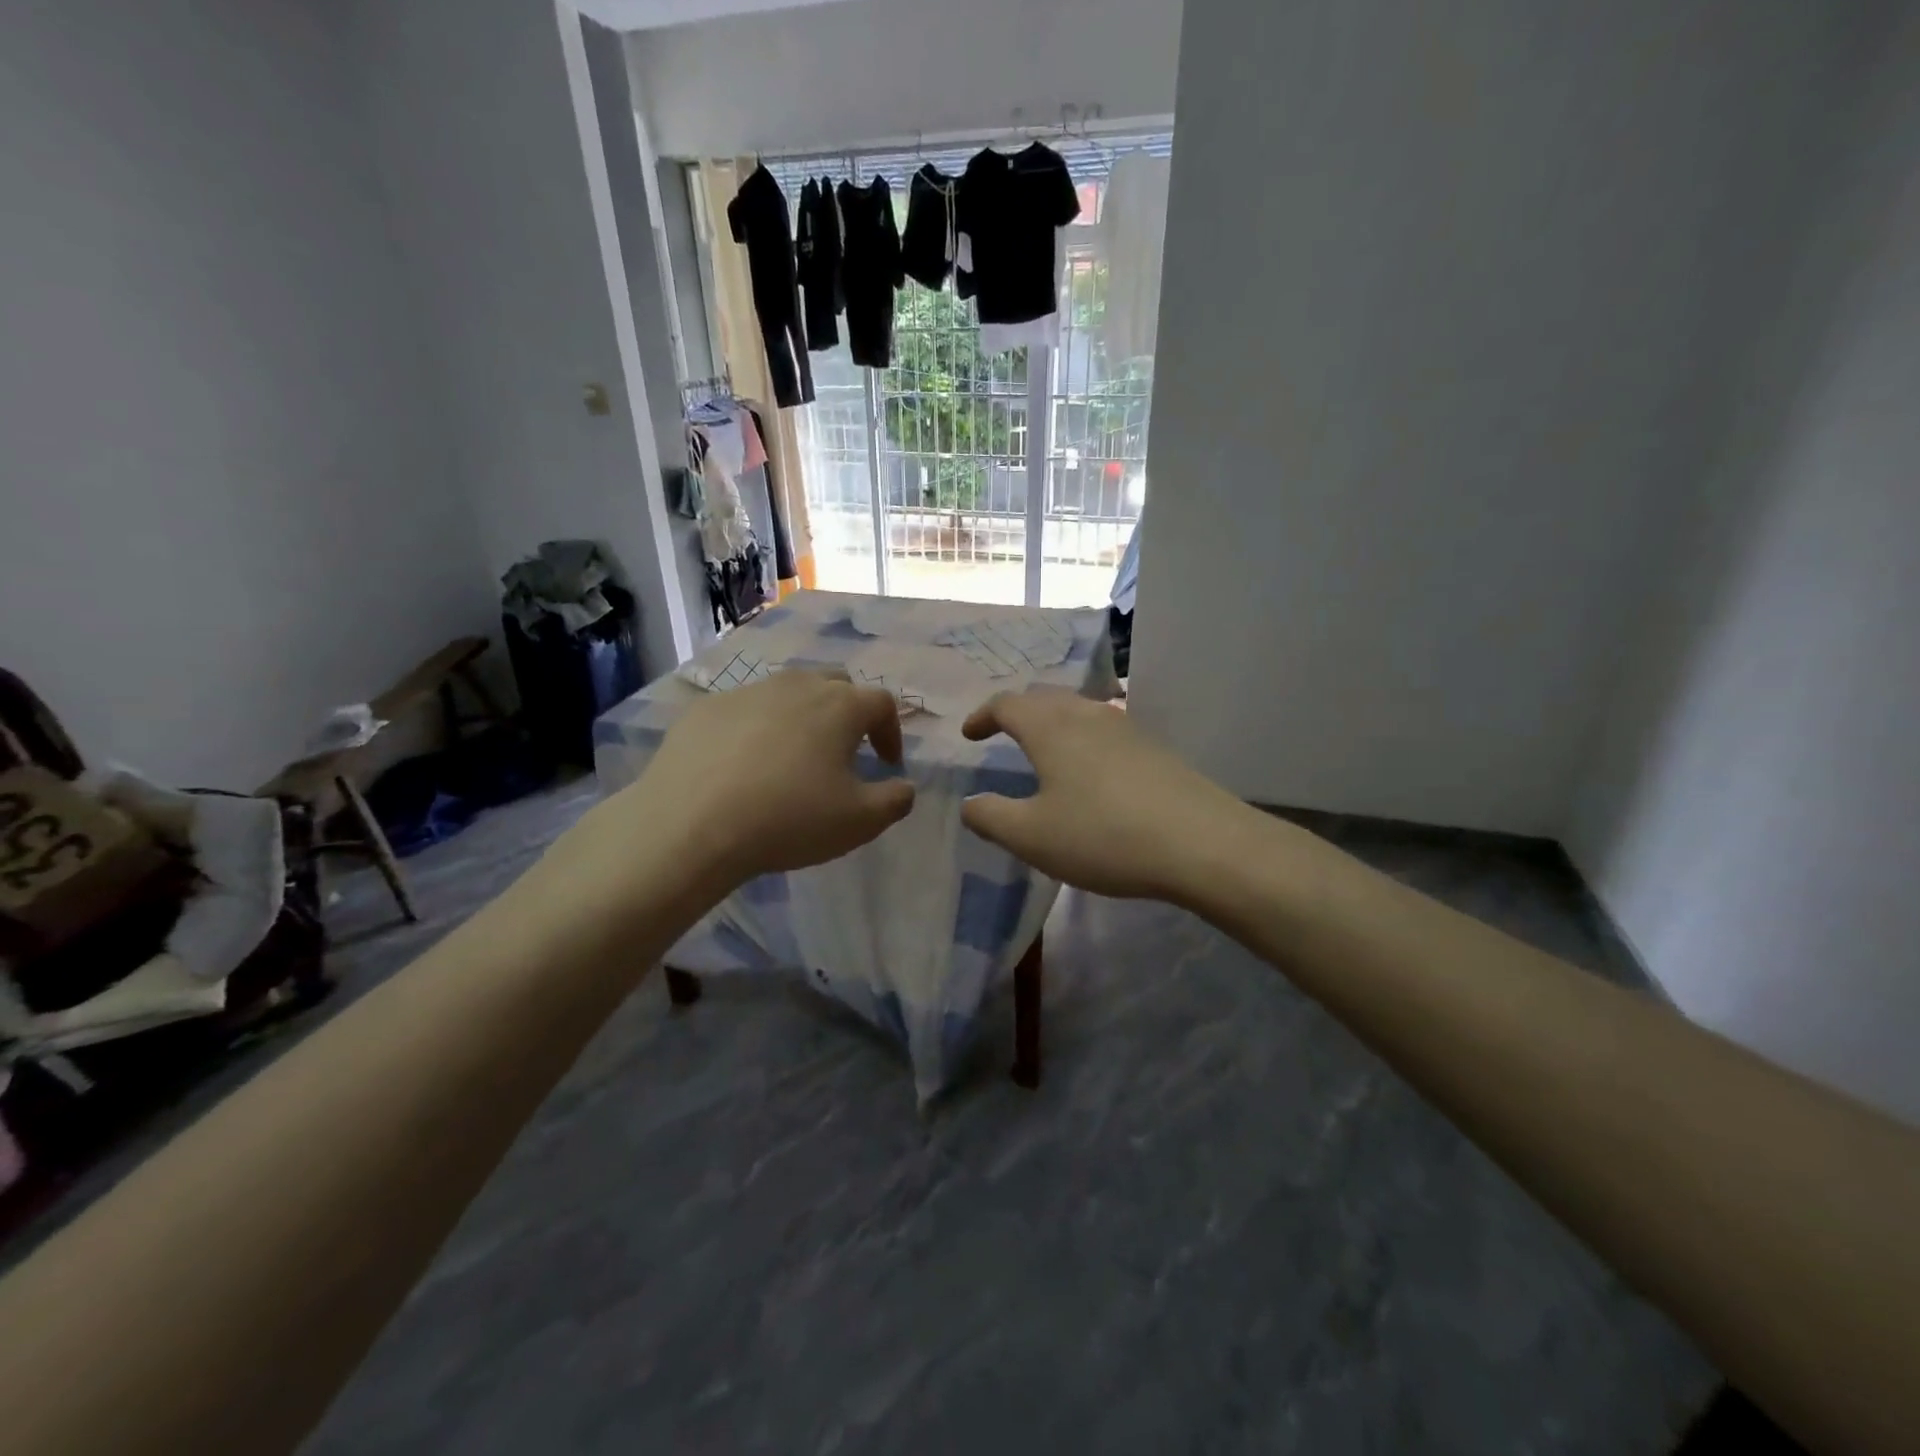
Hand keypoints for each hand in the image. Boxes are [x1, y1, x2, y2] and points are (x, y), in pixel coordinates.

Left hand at [561, 671, 915, 897]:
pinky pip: (746, 709)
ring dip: (803, 715)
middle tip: (846, 749)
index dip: (891, 732)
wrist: (691, 824)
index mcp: (840, 706)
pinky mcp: (707, 708)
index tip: (887, 764)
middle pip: (836, 684)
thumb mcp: (859, 822)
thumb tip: (905, 787)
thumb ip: (895, 800)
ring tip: (795, 754)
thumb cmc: (788, 819)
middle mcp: (797, 685)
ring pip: (788, 691)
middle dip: (850, 712)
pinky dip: (758, 727)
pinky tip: (745, 763)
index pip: (882, 704)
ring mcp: (748, 691)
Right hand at [960, 688, 1249, 900]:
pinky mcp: (1154, 747)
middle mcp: (1087, 715)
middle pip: (1044, 698)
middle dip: (1018, 712)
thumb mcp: (1032, 836)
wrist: (1201, 843)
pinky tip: (1091, 769)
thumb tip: (970, 804)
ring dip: (1053, 723)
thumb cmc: (1103, 836)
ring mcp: (1126, 727)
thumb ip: (991, 817)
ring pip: (1078, 710)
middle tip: (1003, 733)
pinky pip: (1105, 729)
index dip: (983, 715)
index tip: (969, 735)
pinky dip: (1082, 738)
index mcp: (1051, 728)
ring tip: (1045, 749)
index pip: (1007, 704)